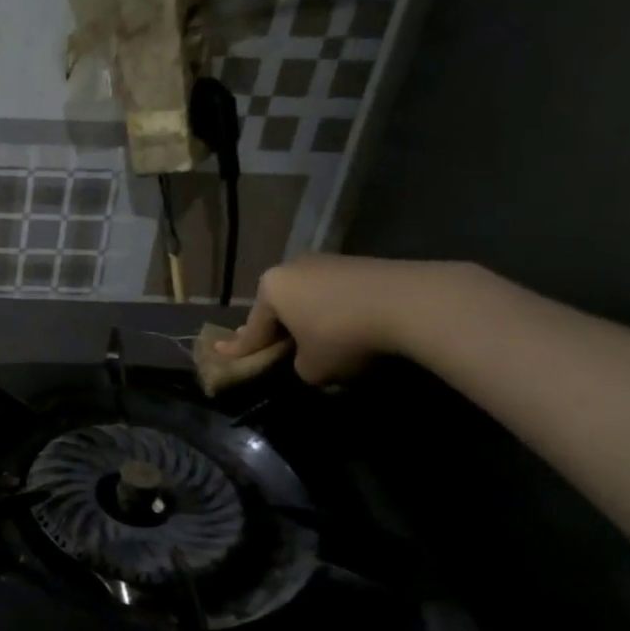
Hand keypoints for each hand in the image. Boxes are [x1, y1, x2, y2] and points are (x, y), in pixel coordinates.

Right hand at [218, 253, 468, 384]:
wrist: (410, 303)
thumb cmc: (342, 336)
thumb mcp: (311, 368)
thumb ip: (298, 366)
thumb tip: (308, 360)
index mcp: (271, 289)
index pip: (252, 329)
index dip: (238, 348)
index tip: (220, 352)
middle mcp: (293, 268)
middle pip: (278, 306)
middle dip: (274, 327)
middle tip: (267, 344)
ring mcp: (328, 262)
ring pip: (308, 298)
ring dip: (307, 318)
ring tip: (312, 338)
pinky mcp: (362, 264)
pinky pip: (336, 295)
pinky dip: (334, 311)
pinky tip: (345, 327)